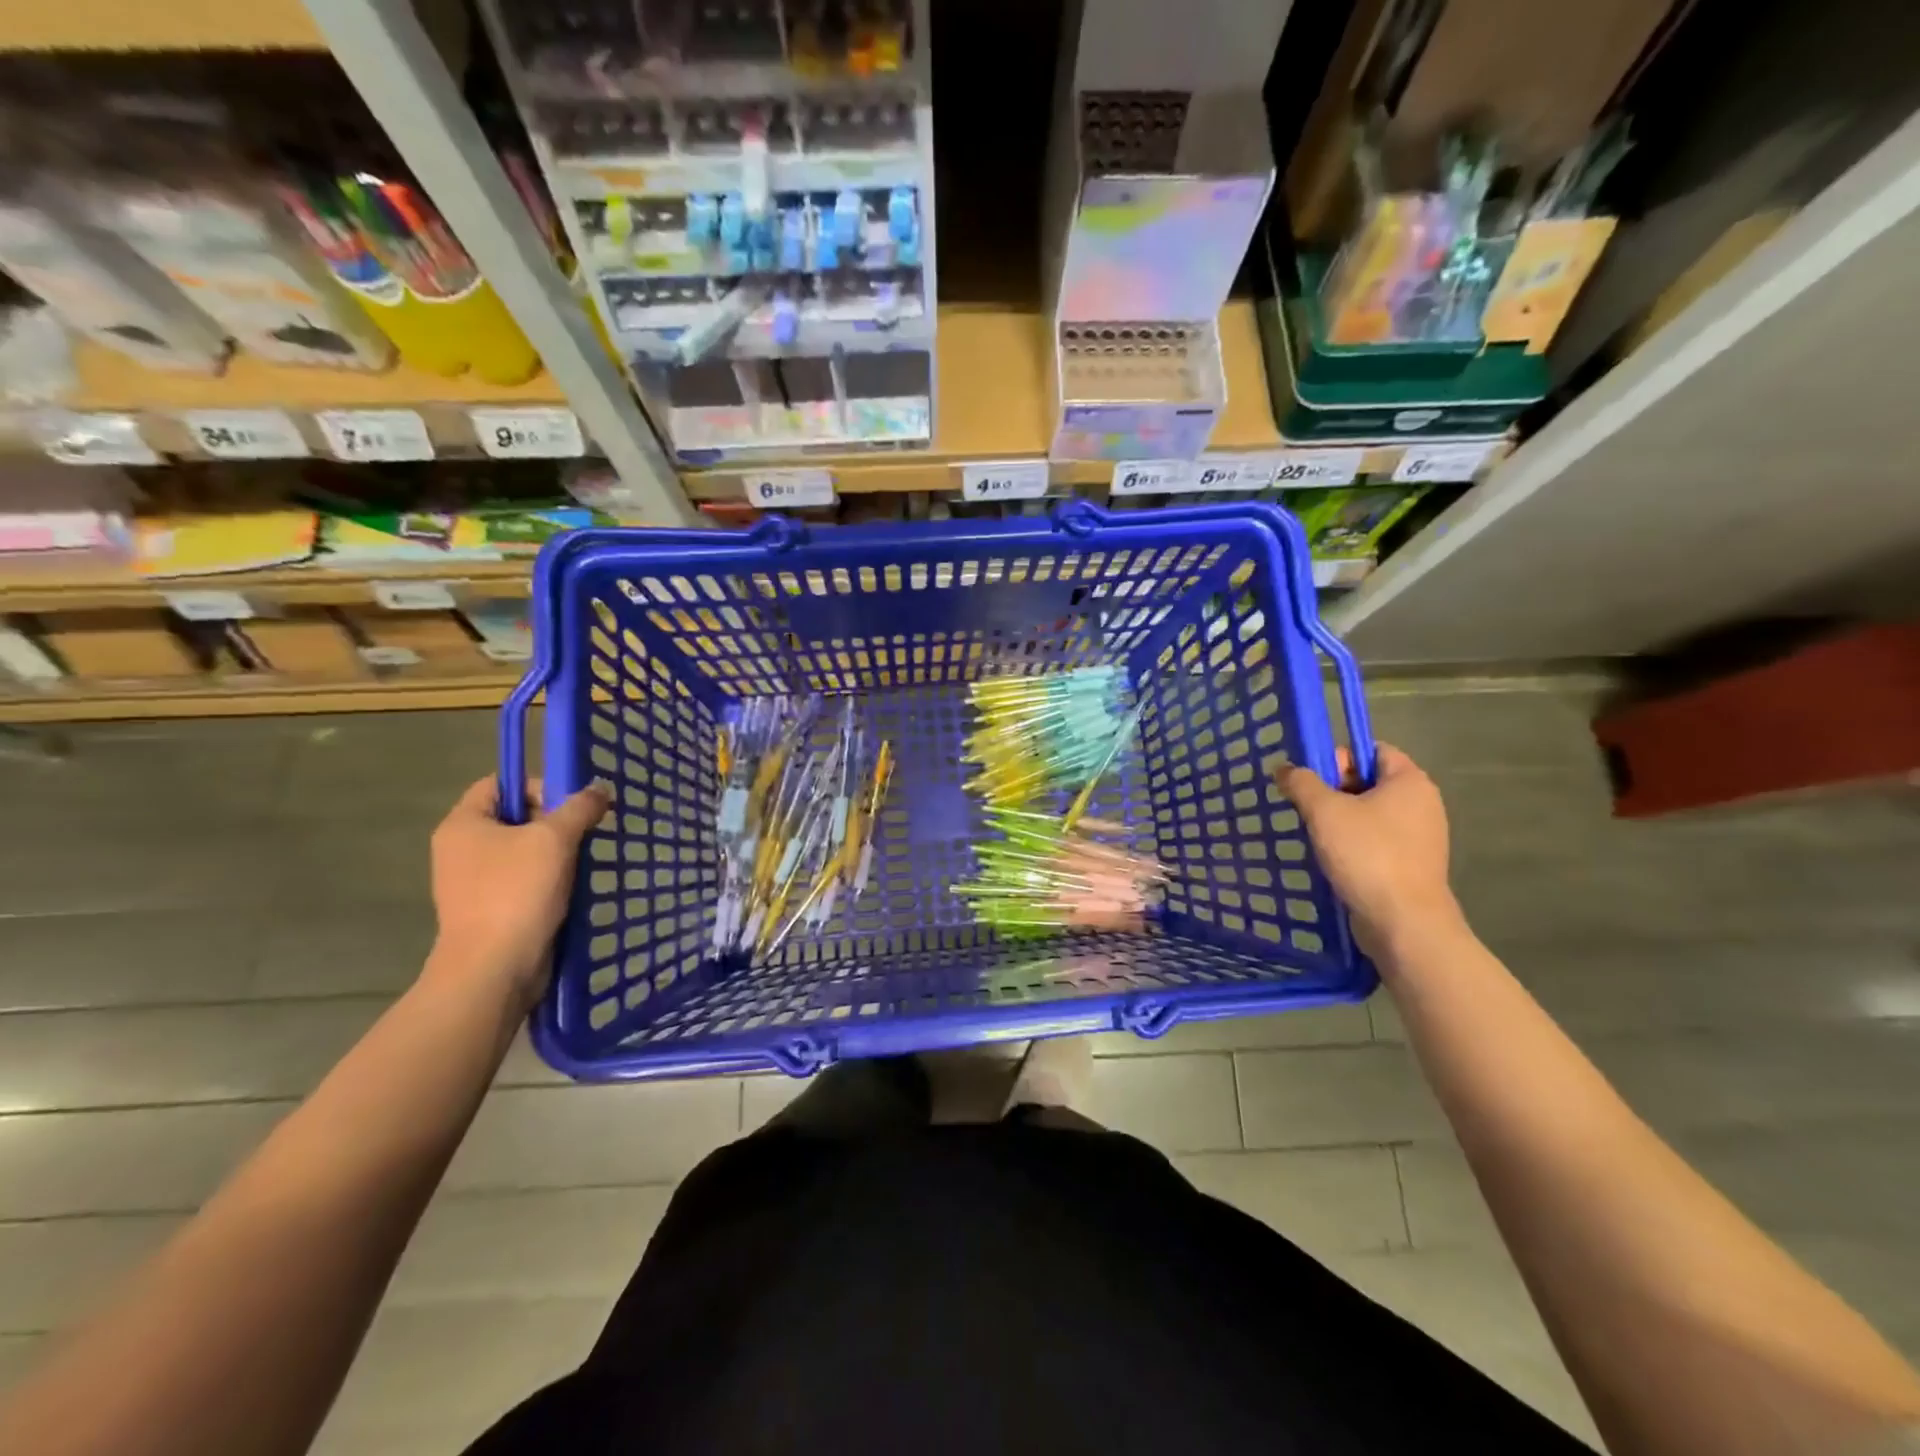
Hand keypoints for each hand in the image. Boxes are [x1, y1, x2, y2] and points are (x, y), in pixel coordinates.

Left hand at [425, 776, 608, 1012]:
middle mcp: (461, 849)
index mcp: (463, 824)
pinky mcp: (491, 909)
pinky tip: (573, 889)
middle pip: (515, 817)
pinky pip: (524, 881)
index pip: (499, 783)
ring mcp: (474, 882)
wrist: (494, 969)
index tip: (571, 806)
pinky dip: (550, 881)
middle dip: (554, 822)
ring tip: (583, 862)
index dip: (537, 785)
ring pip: (523, 851)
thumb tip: (600, 788)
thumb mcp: (555, 839)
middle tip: (585, 833)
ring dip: (557, 853)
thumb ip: (580, 807)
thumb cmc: (517, 893)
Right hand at [1275, 743, 1463, 958]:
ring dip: (1339, 820)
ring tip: (1314, 835)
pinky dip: (1353, 845)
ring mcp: (1420, 837)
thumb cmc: (1367, 855)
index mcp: (1410, 781)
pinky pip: (1376, 841)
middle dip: (1334, 790)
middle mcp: (1422, 804)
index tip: (1313, 779)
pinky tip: (1331, 859)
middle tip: (1307, 808)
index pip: (1372, 750)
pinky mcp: (1412, 865)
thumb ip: (1301, 783)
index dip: (1339, 757)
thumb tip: (1285, 769)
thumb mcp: (1324, 811)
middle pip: (1370, 781)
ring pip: (1370, 814)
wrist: (1403, 922)